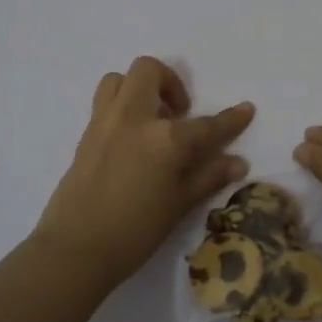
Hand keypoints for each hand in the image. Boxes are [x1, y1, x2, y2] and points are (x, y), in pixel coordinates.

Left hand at [34, 57, 252, 292]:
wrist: (75, 250)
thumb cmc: (134, 232)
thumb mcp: (179, 205)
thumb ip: (208, 176)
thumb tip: (238, 162)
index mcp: (164, 139)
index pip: (206, 125)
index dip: (231, 119)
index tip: (246, 109)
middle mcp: (133, 118)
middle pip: (150, 71)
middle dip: (170, 82)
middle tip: (179, 113)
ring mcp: (105, 122)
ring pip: (119, 79)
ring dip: (140, 88)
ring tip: (152, 118)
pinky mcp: (86, 134)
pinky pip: (105, 103)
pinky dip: (122, 107)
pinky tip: (132, 139)